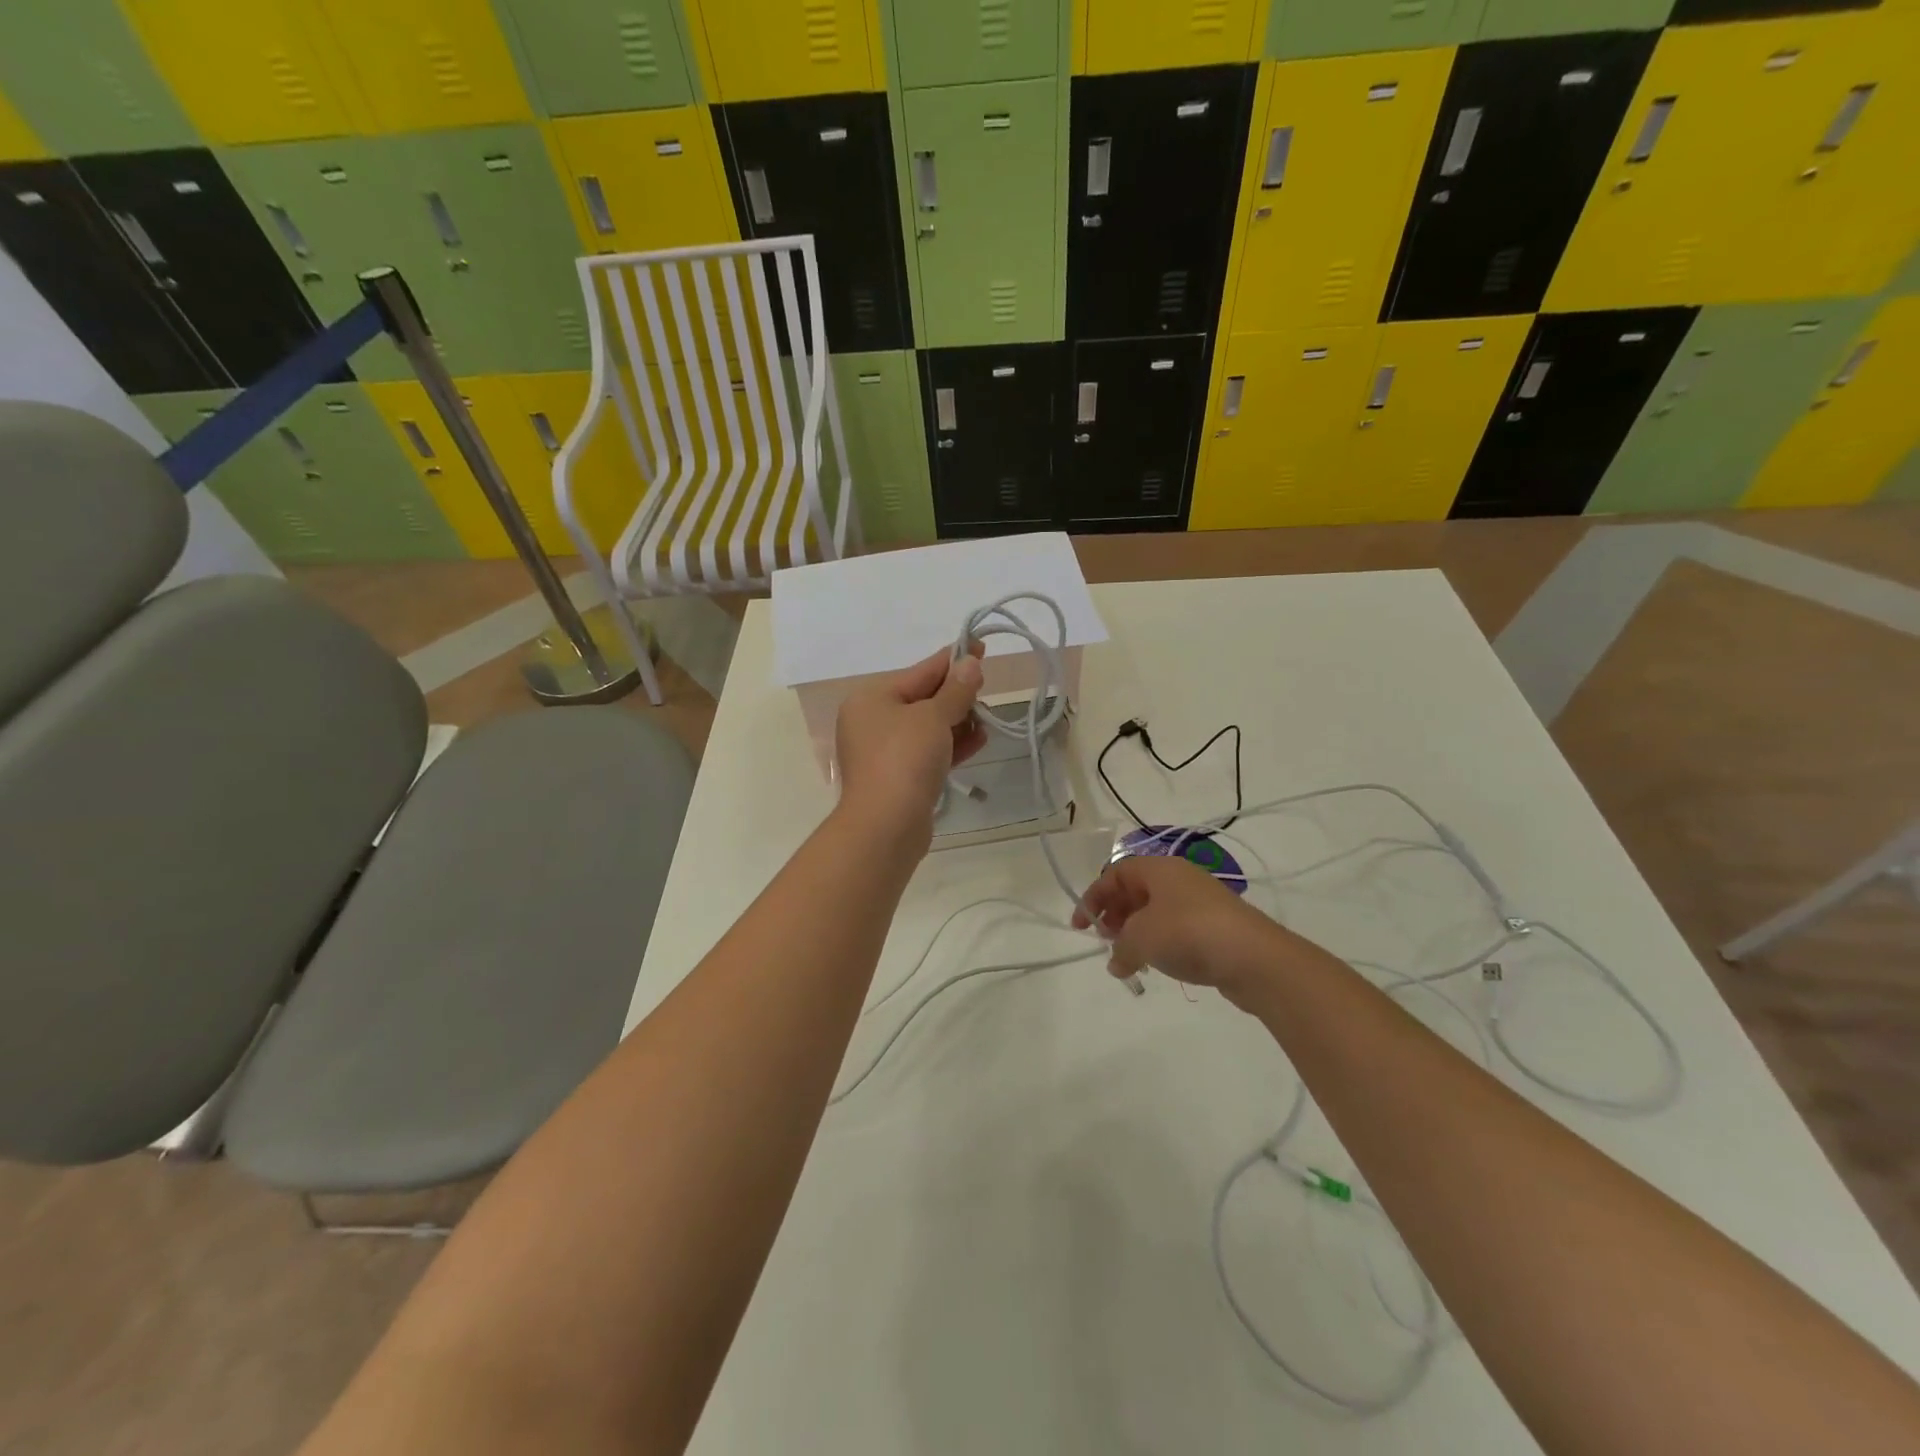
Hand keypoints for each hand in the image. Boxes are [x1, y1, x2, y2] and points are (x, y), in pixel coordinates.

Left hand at [834, 642, 986, 849]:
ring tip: (986, 719)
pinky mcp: (899, 778)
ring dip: (958, 721)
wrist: (886, 826)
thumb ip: (955, 690)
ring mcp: (884, 752)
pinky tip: (979, 740)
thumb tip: (970, 663)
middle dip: (957, 695)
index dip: (953, 659)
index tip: (980, 646)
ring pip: (928, 727)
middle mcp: (872, 721)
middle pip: (923, 698)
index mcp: (871, 698)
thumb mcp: (933, 717)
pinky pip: (929, 752)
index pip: (920, 671)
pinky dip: (952, 745)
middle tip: (987, 688)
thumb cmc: (905, 759)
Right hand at [1072, 854, 1291, 1008]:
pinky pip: (1176, 929)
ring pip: (1156, 911)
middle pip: (1136, 890)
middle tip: (1104, 940)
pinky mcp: (1215, 927)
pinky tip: (1155, 966)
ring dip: (1135, 932)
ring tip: (1127, 958)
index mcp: (1158, 869)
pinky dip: (1159, 943)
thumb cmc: (1187, 933)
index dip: (1093, 897)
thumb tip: (1117, 962)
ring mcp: (1200, 902)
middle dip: (1115, 914)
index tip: (1080, 926)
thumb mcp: (1140, 938)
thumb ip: (1120, 948)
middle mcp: (1178, 878)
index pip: (1115, 873)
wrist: (1253, 957)